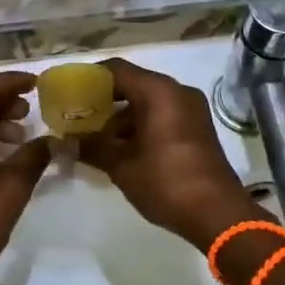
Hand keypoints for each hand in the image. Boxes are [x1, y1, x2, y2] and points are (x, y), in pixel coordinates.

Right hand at [78, 59, 251, 249]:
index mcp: (159, 91)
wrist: (218, 215)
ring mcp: (191, 109)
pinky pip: (162, 115)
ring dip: (122, 116)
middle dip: (104, 100)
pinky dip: (141, 125)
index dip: (90, 78)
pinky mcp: (197, 128)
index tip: (70, 92)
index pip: (116, 69)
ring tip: (95, 138)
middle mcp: (177, 91)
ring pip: (148, 101)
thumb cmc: (166, 182)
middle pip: (133, 84)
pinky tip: (121, 149)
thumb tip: (65, 141)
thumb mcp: (122, 165)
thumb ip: (92, 147)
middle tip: (78, 116)